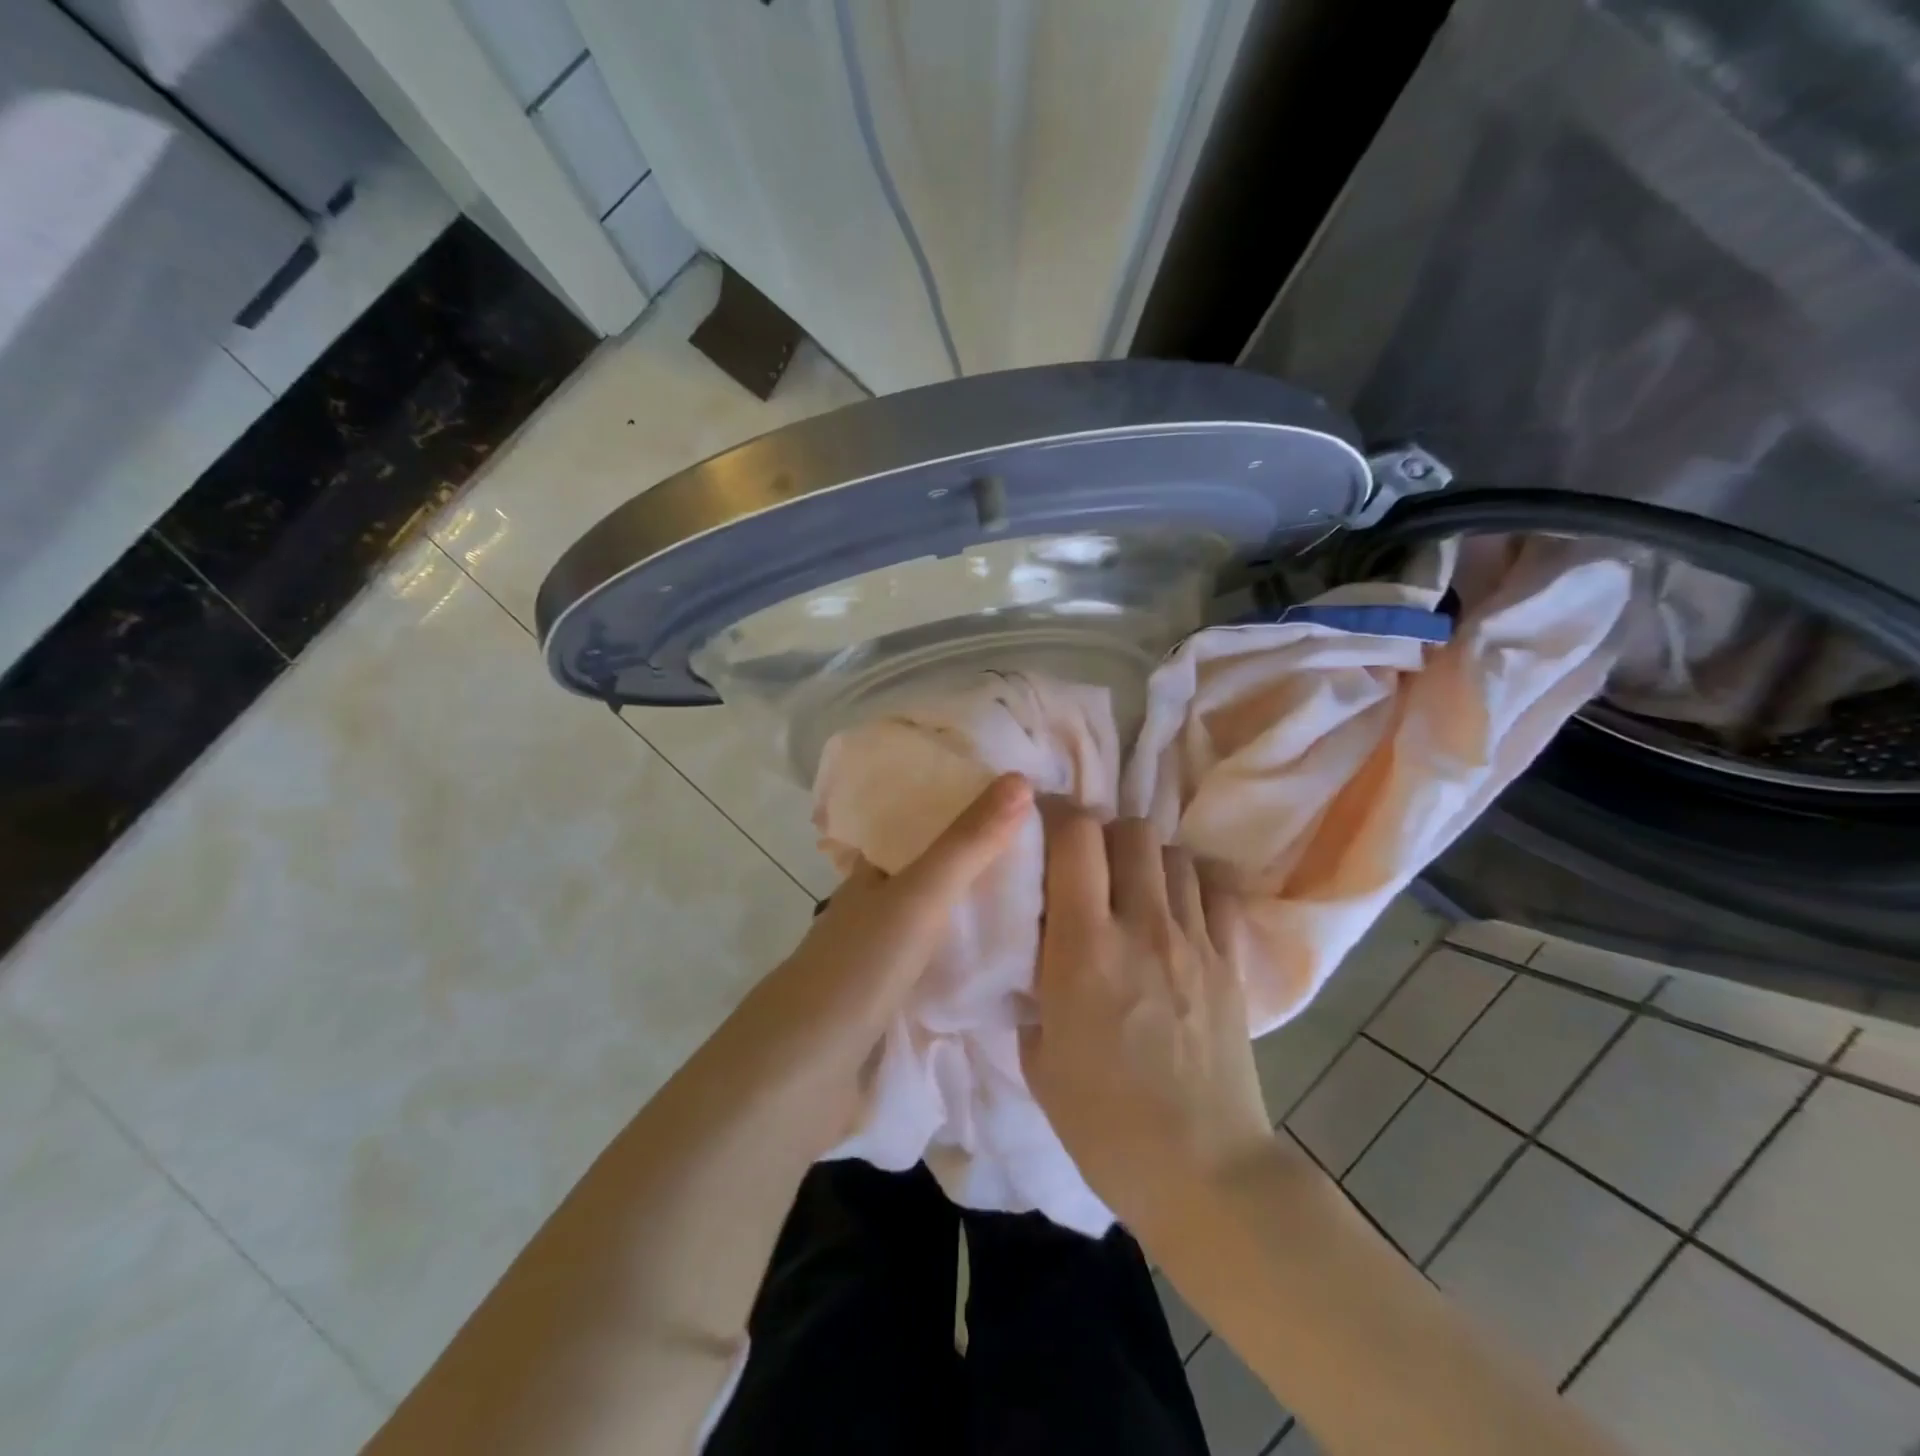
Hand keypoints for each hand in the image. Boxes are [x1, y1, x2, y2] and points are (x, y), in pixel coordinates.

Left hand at [713, 772, 1032, 1151]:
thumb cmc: (858, 969)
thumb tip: (1021, 779)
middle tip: (1050, 857)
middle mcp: (876, 909)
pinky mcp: (894, 1005)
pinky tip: (1012, 965)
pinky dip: (973, 960)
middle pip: (937, 875)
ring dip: (981, 914)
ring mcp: (884, 959)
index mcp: (873, 873)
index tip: (1021, 802)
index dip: (965, 809)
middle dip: (984, 865)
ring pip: (942, 924)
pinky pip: (944, 968)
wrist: (802, 1074)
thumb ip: (968, 844)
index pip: (922, 826)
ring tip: (1046, 906)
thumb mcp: (919, 897)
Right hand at [1021, 801, 1275, 1238]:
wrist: (1203, 1172)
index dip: (1056, 815)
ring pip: (1173, 853)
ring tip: (1132, 888)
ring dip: (1146, 858)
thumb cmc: (1104, 1123)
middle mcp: (1142, 926)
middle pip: (1130, 830)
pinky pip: (1216, 891)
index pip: (1075, 838)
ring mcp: (1194, 941)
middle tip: (1087, 864)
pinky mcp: (1231, 961)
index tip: (1040, 824)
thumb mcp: (1039, 1057)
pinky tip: (1177, 909)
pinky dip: (1193, 885)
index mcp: (1084, 948)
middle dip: (1102, 833)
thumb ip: (1035, 989)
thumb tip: (1041, 952)